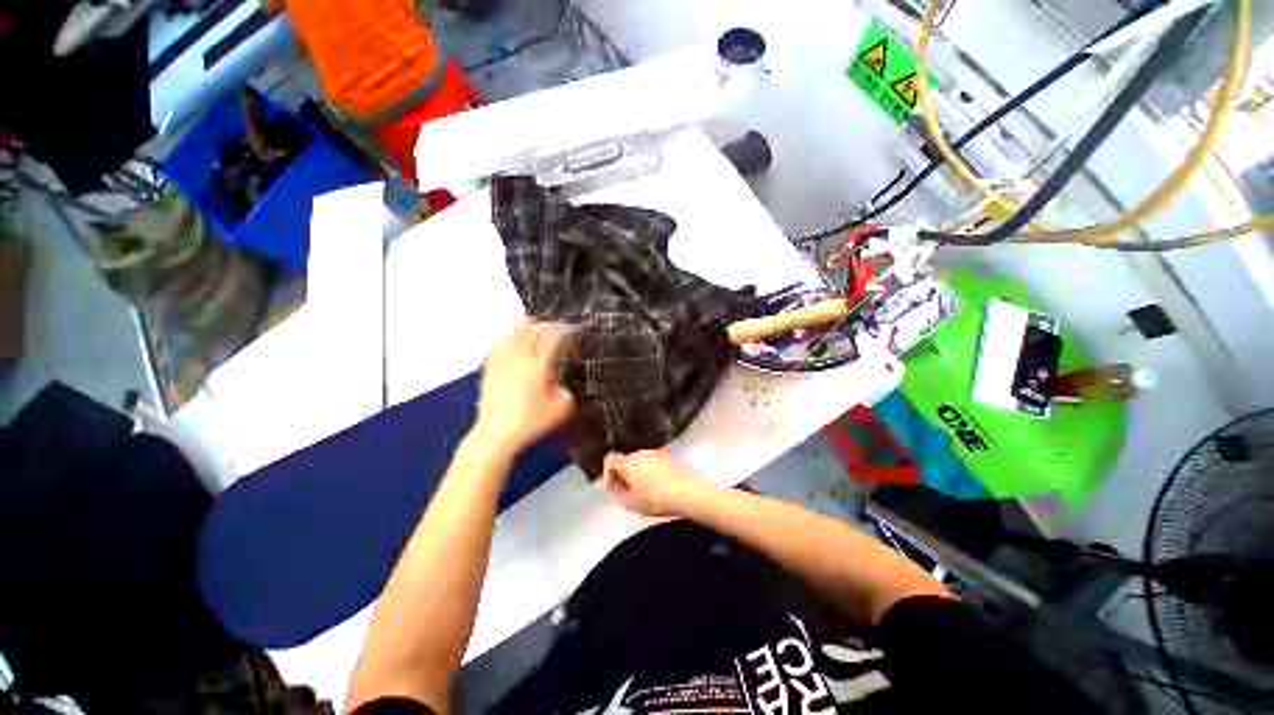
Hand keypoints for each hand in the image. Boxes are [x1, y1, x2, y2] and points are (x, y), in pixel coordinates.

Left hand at [473, 320, 575, 453]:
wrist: (497, 434)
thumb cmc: (531, 422)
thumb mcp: (564, 408)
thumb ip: (573, 390)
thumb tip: (574, 381)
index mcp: (540, 363)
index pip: (556, 335)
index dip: (569, 331)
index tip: (576, 336)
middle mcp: (521, 356)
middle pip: (535, 325)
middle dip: (550, 325)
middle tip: (560, 333)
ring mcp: (503, 359)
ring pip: (515, 329)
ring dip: (531, 327)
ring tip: (540, 334)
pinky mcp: (491, 366)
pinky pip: (501, 342)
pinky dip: (513, 338)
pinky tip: (518, 347)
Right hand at [602, 449, 700, 516]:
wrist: (684, 493)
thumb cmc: (655, 499)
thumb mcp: (631, 503)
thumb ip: (618, 495)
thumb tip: (616, 490)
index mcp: (629, 462)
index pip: (610, 459)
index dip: (607, 473)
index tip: (612, 488)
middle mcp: (641, 453)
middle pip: (625, 460)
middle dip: (623, 474)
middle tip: (626, 492)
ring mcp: (655, 453)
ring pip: (639, 461)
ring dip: (636, 473)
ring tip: (642, 491)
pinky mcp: (667, 458)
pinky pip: (651, 463)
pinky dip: (649, 472)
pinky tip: (655, 487)